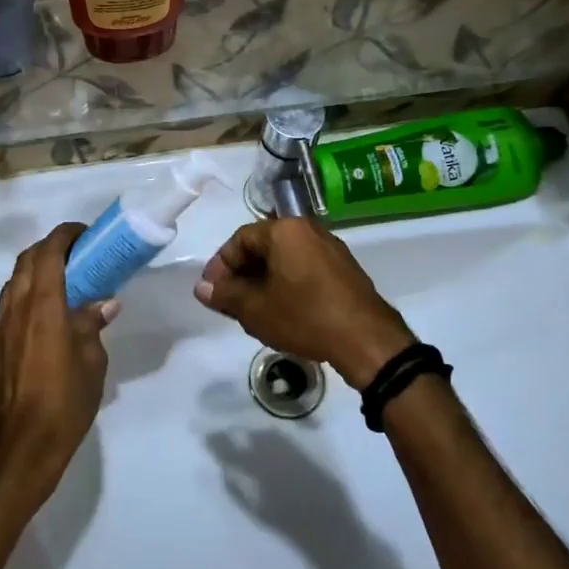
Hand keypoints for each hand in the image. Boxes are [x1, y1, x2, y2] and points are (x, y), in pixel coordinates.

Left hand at [0, 223, 117, 489]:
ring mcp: (3, 324)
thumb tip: (103, 304)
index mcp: (43, 304)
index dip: (66, 235)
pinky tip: (49, 307)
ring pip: (15, 279)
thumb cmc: (65, 399)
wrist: (23, 444)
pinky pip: (11, 300)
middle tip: (78, 254)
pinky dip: (28, 290)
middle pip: (27, 259)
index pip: (49, 252)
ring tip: (65, 277)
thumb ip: (92, 325)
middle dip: (50, 248)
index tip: (86, 234)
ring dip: (36, 267)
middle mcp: (17, 306)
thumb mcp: (92, 360)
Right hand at [195, 218, 412, 386]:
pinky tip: (282, 309)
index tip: (212, 291)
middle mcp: (308, 229)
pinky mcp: (344, 268)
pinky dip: (286, 283)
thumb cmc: (304, 316)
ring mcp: (329, 247)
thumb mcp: (255, 309)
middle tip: (230, 301)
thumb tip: (202, 287)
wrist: (366, 339)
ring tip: (253, 308)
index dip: (220, 265)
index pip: (240, 239)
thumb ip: (225, 294)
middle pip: (263, 246)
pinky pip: (304, 267)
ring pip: (284, 258)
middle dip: (242, 273)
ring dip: (263, 279)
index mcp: (284, 230)